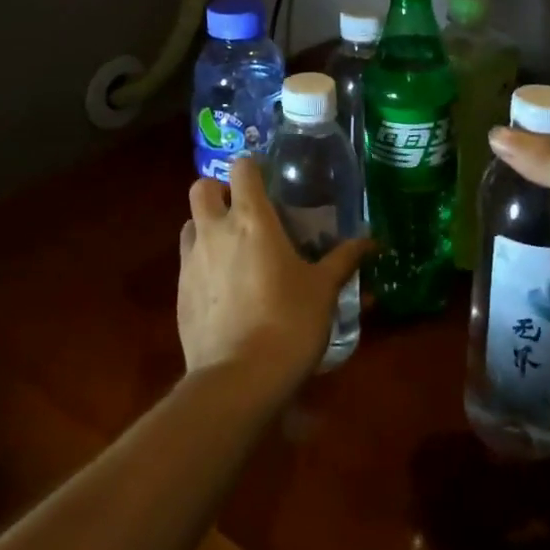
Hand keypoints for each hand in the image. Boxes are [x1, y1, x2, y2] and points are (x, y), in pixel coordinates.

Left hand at [176, 157, 370, 396]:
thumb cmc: (288, 323)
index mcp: (252, 219)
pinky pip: (185, 263)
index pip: (241, 167)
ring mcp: (191, 262)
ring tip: (231, 249)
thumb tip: (372, 241)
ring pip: (189, 224)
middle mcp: (215, 231)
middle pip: (202, 188)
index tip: (268, 182)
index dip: (252, 168)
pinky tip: (223, 290)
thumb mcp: (323, 290)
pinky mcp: (178, 295)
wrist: (238, 382)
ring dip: (206, 227)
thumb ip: (344, 259)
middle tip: (243, 211)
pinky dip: (200, 264)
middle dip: (219, 192)